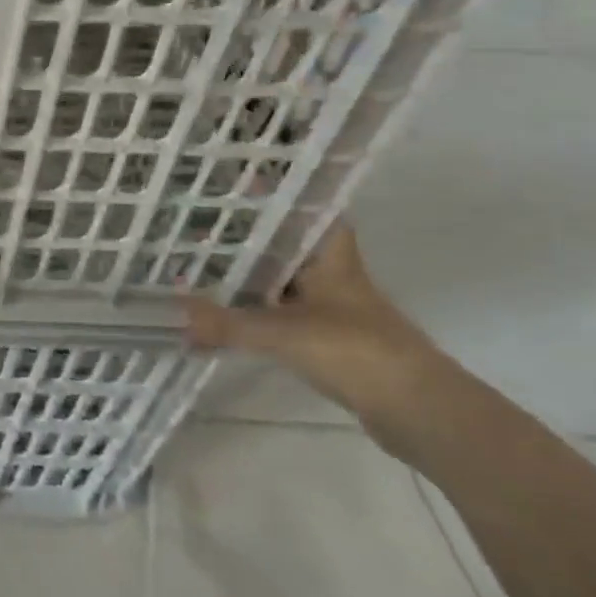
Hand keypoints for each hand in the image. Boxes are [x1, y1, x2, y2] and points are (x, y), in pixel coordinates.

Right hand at [183, 222, 457, 436]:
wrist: (418, 411)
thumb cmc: (356, 351)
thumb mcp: (283, 333)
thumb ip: (227, 324)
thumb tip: (177, 313)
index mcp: (331, 260)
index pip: (312, 214)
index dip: (283, 197)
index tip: (244, 185)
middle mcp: (334, 279)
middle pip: (289, 248)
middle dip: (250, 238)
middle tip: (203, 225)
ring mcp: (334, 313)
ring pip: (284, 283)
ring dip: (250, 278)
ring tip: (201, 266)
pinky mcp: (330, 344)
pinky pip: (282, 318)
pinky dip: (256, 316)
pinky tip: (224, 318)